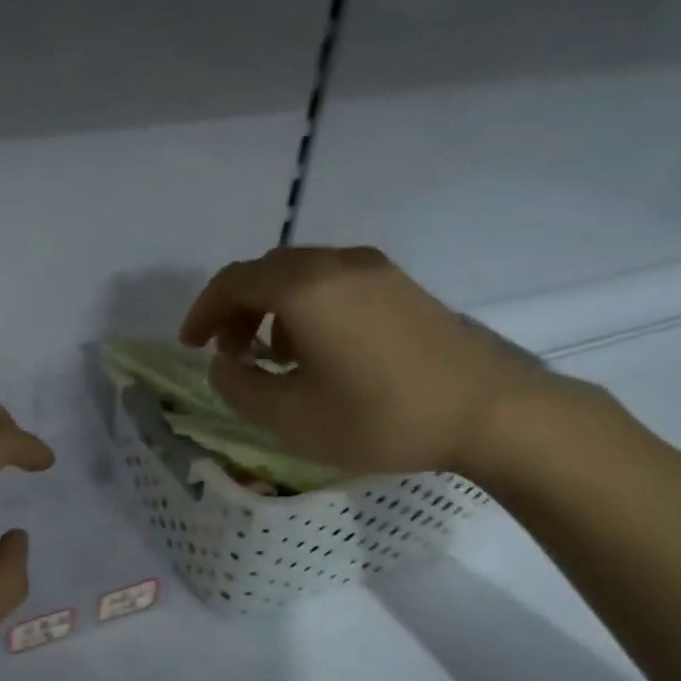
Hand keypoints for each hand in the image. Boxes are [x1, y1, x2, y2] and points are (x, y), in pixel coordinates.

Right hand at [178, 246, 550, 477]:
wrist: (490, 411)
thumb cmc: (379, 417)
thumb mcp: (290, 417)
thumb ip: (240, 387)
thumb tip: (222, 364)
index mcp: (304, 288)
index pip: (233, 282)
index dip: (201, 312)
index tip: (190, 347)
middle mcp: (336, 264)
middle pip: (266, 271)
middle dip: (235, 309)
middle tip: (229, 354)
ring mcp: (374, 270)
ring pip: (300, 275)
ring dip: (271, 308)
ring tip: (273, 358)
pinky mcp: (401, 285)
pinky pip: (333, 282)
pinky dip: (305, 307)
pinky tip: (318, 351)